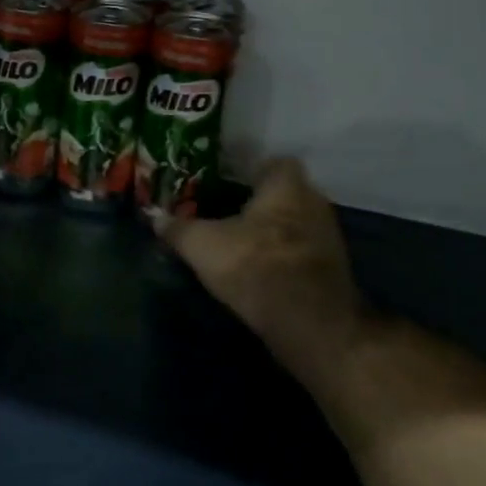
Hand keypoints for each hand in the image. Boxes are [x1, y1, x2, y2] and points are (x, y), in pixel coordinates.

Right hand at [155, 158, 370, 393]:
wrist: (309, 323)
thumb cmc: (254, 265)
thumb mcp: (201, 245)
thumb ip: (176, 228)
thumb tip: (152, 215)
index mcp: (286, 187)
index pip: (276, 162)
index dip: (253, 169)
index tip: (229, 180)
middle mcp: (315, 204)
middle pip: (287, 193)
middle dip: (261, 202)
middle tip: (228, 210)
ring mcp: (329, 239)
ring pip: (296, 223)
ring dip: (274, 231)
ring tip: (240, 241)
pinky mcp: (333, 271)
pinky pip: (303, 251)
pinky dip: (284, 256)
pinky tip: (259, 268)